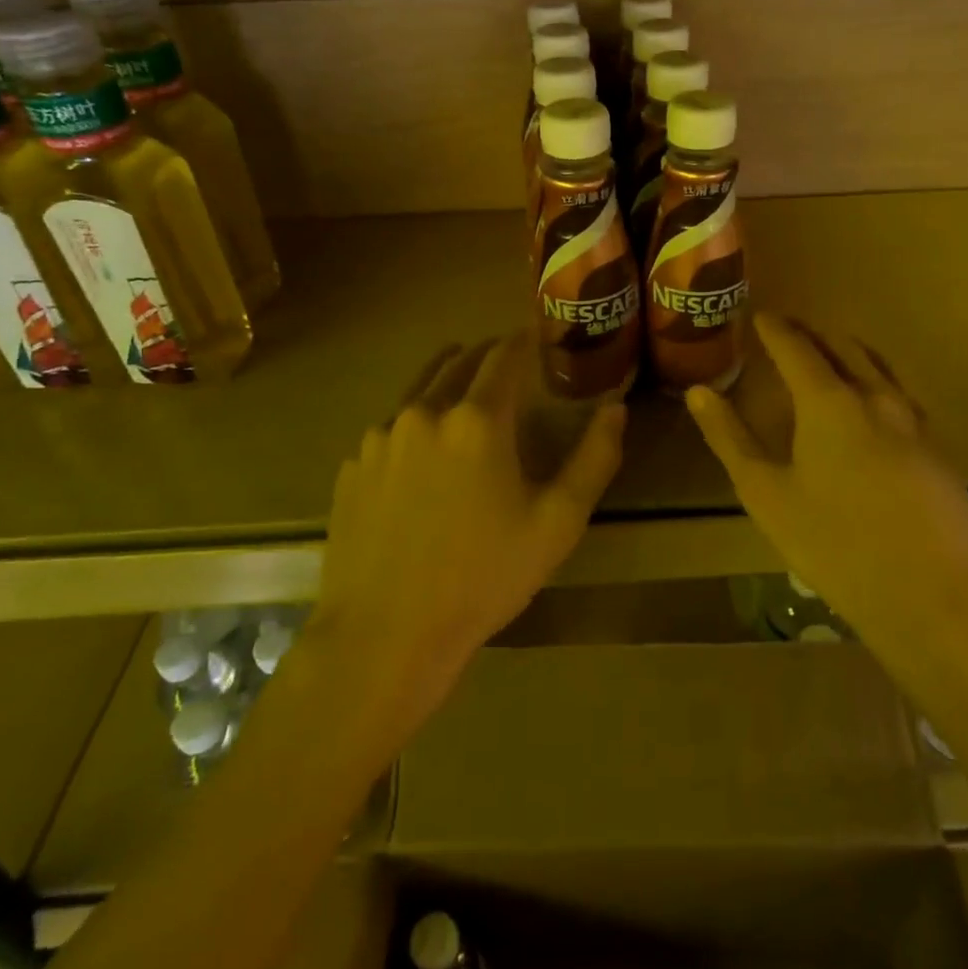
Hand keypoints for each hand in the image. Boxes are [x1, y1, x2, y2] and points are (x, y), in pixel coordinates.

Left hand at [312, 337, 626, 726]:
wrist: (385, 635)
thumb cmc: (483, 577)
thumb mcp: (558, 522)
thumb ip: (594, 458)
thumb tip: (615, 408)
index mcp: (477, 420)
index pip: (503, 356)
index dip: (522, 339)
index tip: (535, 333)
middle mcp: (423, 413)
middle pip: (456, 362)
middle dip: (485, 355)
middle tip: (505, 360)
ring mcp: (379, 439)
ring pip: (419, 391)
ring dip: (446, 384)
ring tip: (463, 396)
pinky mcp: (352, 468)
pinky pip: (390, 430)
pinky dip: (414, 425)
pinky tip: (422, 457)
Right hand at [686, 313, 967, 644]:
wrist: (931, 596)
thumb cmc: (834, 543)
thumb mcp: (765, 493)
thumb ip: (730, 438)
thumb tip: (698, 392)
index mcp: (829, 402)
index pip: (797, 347)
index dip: (775, 329)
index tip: (760, 316)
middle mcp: (876, 398)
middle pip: (844, 347)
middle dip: (814, 334)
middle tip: (790, 332)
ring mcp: (914, 422)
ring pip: (879, 367)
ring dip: (849, 353)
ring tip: (830, 359)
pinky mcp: (937, 450)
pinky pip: (901, 396)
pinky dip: (875, 383)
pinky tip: (871, 408)